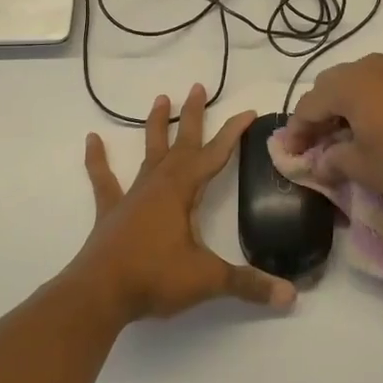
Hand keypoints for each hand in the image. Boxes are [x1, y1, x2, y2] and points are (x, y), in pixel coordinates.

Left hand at [73, 84, 297, 321]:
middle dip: (193, 116)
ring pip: (148, 153)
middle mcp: (158, 184)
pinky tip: (91, 140)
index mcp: (182, 192)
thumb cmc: (154, 278)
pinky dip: (98, 160)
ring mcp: (132, 196)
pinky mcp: (111, 212)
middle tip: (198, 86)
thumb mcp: (208, 280)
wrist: (98, 295)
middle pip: (181, 143)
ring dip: (156, 126)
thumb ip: (249, 285)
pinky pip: (104, 180)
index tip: (248, 112)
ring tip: (160, 98)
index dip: (233, 133)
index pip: (215, 155)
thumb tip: (291, 296)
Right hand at [278, 53, 382, 194]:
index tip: (290, 155)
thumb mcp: (362, 166)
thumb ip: (333, 162)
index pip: (307, 106)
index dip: (295, 132)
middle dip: (315, 116)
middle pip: (325, 88)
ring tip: (340, 138)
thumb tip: (318, 163)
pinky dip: (360, 104)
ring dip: (338, 109)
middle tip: (314, 145)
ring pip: (349, 84)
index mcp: (345, 85)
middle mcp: (362, 68)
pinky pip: (371, 86)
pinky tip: (367, 127)